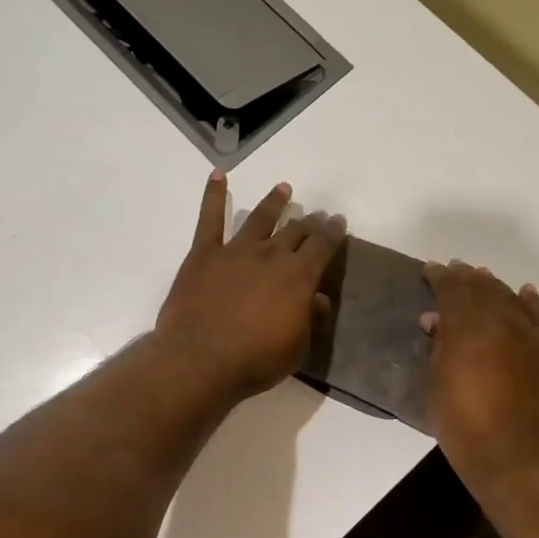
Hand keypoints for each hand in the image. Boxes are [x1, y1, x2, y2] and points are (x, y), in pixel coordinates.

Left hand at [155, 171, 345, 402]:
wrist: (200, 360)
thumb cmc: (255, 361)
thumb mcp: (297, 348)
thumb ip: (309, 319)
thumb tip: (318, 299)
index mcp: (298, 277)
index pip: (322, 246)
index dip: (332, 232)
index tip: (338, 221)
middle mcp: (271, 255)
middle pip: (294, 231)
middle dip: (308, 222)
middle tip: (315, 216)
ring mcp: (235, 251)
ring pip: (259, 218)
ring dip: (273, 202)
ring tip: (283, 189)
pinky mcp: (204, 254)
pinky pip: (210, 219)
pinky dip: (214, 195)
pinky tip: (218, 175)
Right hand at [421, 261, 538, 501]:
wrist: (521, 460)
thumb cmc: (466, 428)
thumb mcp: (437, 387)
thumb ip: (438, 348)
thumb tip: (435, 320)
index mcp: (468, 329)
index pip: (452, 290)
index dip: (439, 277)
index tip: (429, 269)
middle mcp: (502, 322)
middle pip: (482, 288)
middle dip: (465, 276)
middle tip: (453, 269)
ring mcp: (531, 335)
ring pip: (510, 296)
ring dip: (493, 285)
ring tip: (481, 277)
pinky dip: (530, 301)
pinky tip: (525, 292)